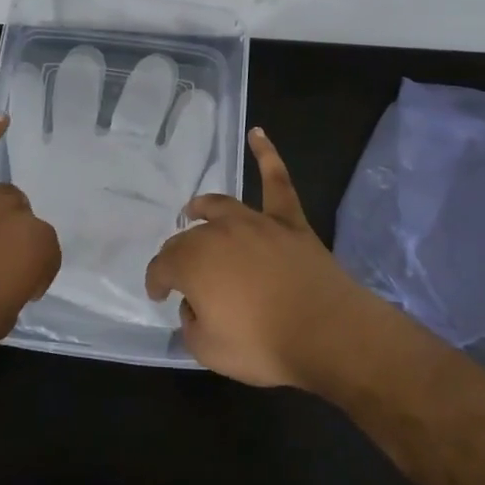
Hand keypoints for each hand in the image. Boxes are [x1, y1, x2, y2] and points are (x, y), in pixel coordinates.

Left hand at [0, 116, 61, 355]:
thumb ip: (13, 292)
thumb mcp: (2, 320)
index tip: (17, 290)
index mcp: (37, 246)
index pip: (47, 256)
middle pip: (24, 220)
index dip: (32, 275)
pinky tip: (1, 121)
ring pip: (1, 196)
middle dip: (14, 240)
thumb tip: (4, 282)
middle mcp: (16, 212)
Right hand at [145, 128, 383, 388]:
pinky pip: (276, 181)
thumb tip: (194, 306)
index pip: (162, 266)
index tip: (158, 294)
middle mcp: (217, 233)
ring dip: (203, 208)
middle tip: (181, 272)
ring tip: (195, 210)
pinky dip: (266, 155)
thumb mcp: (209, 350)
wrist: (327, 333)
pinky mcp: (289, 221)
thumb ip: (191, 325)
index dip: (156, 281)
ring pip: (221, 206)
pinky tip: (258, 134)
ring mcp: (255, 222)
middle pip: (189, 237)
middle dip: (178, 254)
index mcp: (192, 262)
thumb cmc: (263, 344)